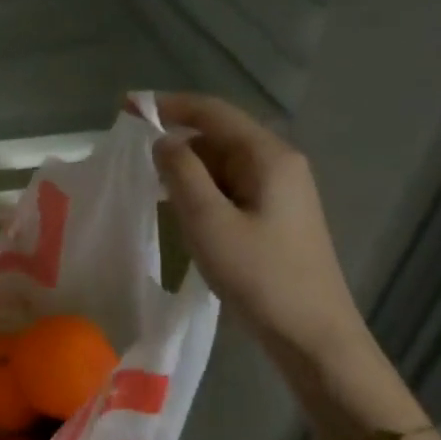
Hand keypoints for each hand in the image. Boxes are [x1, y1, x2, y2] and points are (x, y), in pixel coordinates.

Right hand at [151, 93, 366, 364]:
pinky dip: (202, 192)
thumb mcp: (208, 222)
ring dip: (188, 172)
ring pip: (223, 165)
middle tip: (134, 164)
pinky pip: (231, 188)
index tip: (128, 107)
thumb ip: (181, 173)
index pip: (213, 112)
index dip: (169, 105)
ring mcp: (281, 190)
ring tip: (152, 192)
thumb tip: (162, 140)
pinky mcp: (276, 214)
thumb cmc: (259, 276)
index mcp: (268, 157)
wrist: (312, 334)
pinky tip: (182, 213)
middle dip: (177, 144)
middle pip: (218, 136)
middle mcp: (279, 163)